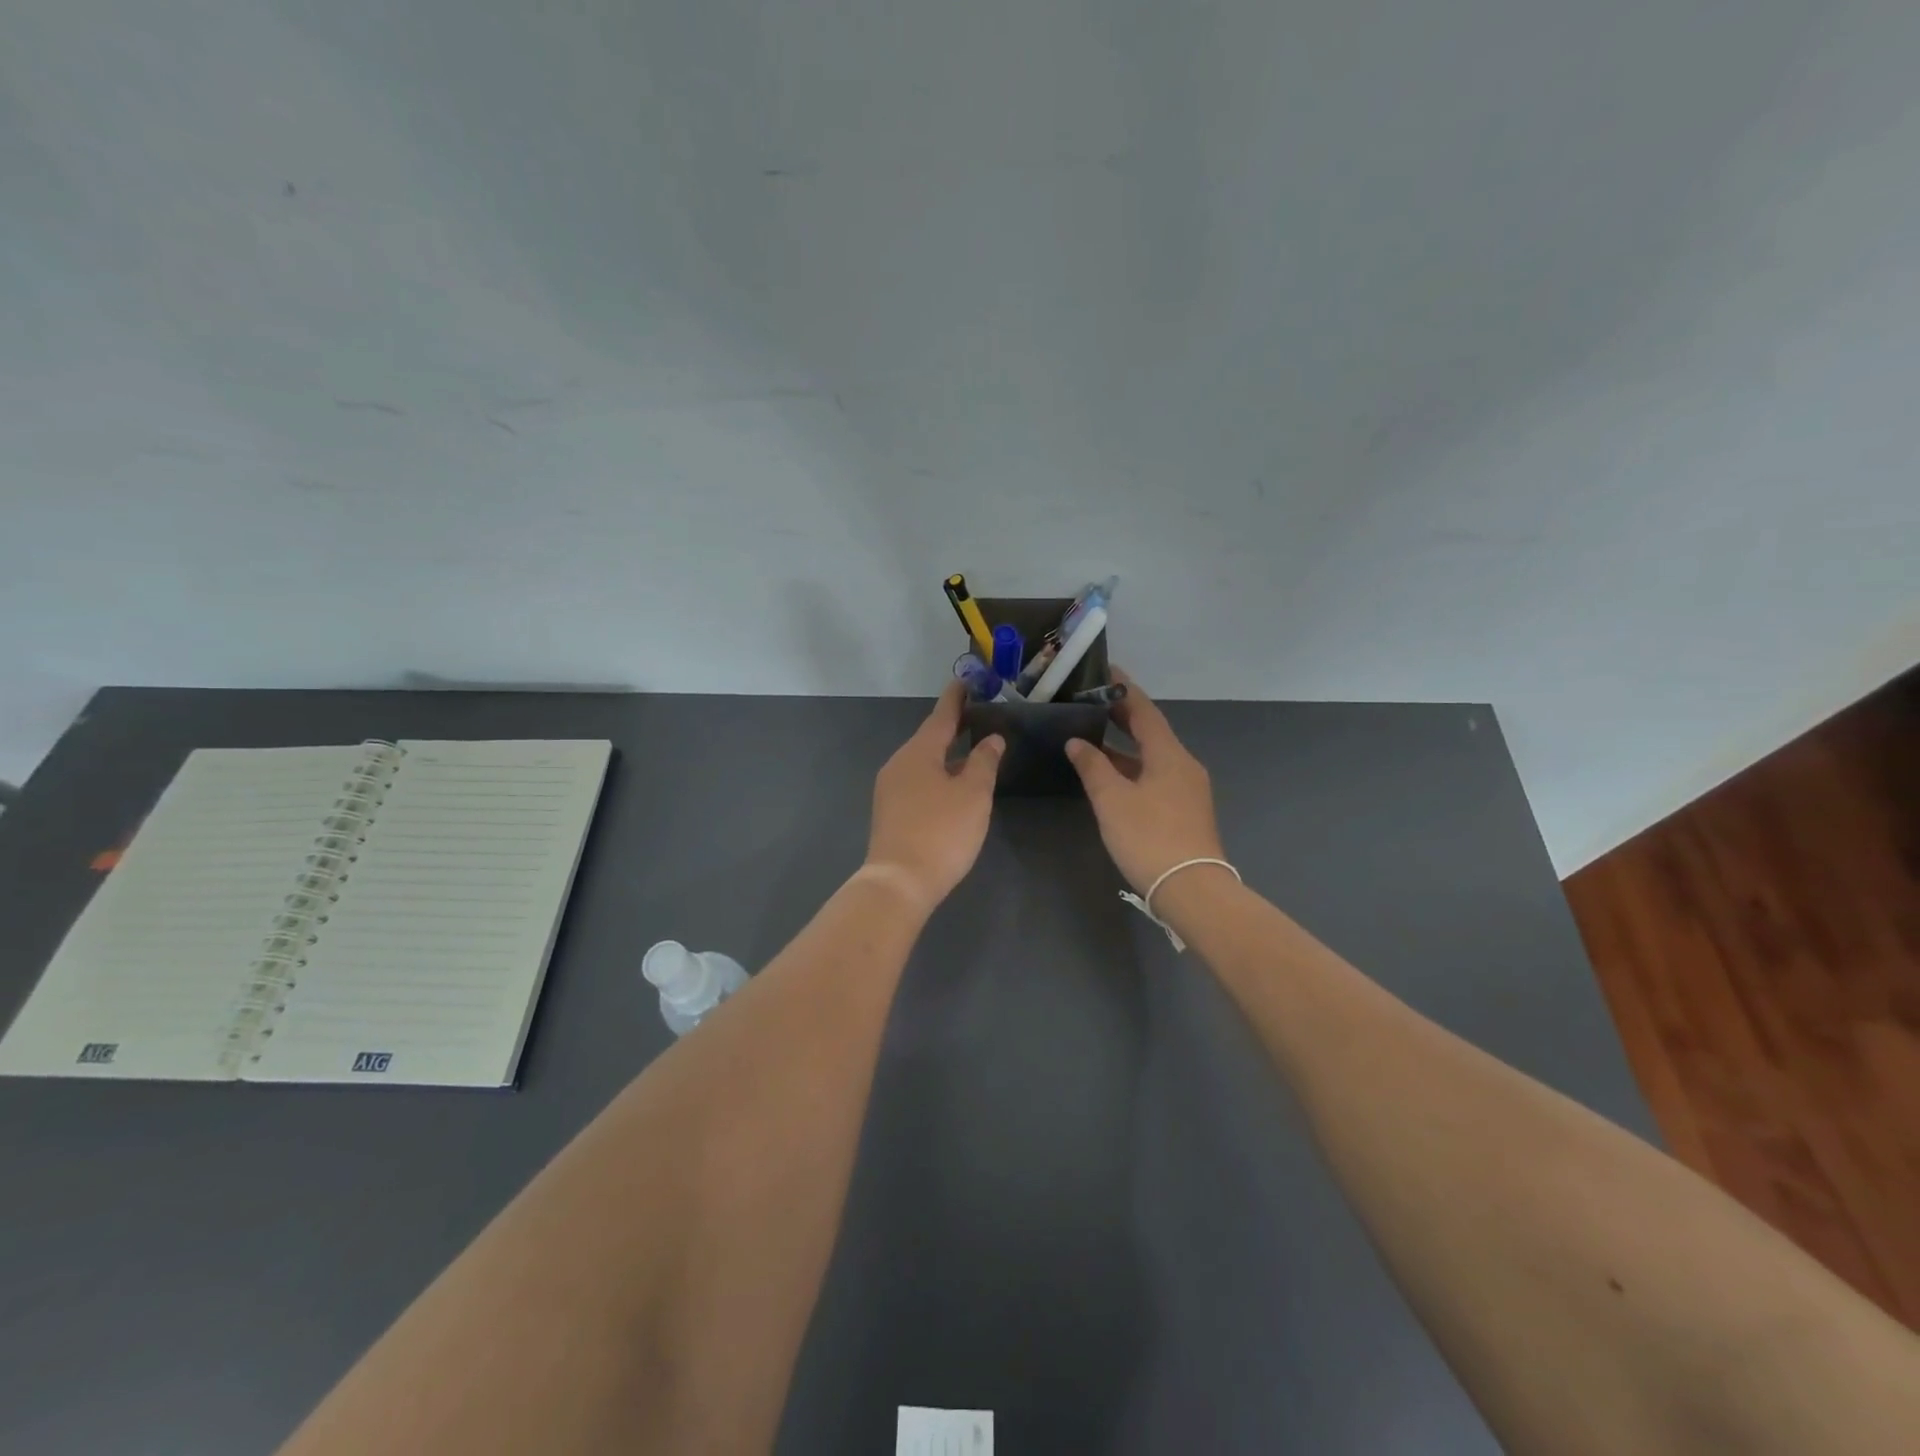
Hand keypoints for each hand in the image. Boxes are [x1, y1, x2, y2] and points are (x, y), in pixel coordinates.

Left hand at [863, 682, 1004, 913]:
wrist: (899, 882)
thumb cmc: (941, 832)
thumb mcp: (973, 795)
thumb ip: (984, 762)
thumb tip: (991, 739)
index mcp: (919, 752)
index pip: (942, 715)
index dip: (957, 697)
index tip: (966, 680)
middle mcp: (899, 763)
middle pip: (929, 737)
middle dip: (953, 727)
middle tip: (977, 715)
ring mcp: (890, 788)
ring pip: (923, 761)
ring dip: (945, 753)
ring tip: (970, 750)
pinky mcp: (890, 811)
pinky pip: (917, 780)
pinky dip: (937, 774)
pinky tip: (951, 785)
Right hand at [1066, 670, 1226, 895]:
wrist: (1192, 889)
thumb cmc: (1149, 837)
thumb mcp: (1112, 800)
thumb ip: (1093, 766)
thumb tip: (1076, 742)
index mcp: (1169, 754)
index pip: (1144, 710)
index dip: (1123, 690)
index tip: (1105, 670)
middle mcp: (1183, 764)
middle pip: (1151, 731)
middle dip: (1123, 716)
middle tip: (1092, 701)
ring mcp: (1187, 788)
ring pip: (1152, 756)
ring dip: (1125, 745)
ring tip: (1093, 735)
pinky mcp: (1185, 810)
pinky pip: (1155, 775)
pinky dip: (1132, 767)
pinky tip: (1111, 776)